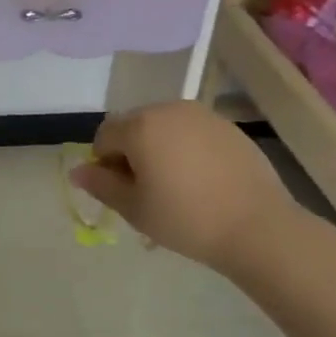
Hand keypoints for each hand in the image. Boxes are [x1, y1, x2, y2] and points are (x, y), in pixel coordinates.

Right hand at [71, 101, 304, 272]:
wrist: (258, 227)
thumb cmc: (186, 219)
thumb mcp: (134, 209)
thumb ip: (101, 185)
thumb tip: (78, 171)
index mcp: (139, 126)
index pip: (104, 136)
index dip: (105, 163)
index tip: (123, 191)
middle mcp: (167, 109)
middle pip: (134, 126)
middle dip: (132, 152)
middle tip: (148, 190)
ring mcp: (201, 115)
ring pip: (164, 127)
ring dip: (159, 148)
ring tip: (176, 185)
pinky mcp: (227, 126)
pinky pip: (192, 132)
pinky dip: (188, 149)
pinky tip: (202, 180)